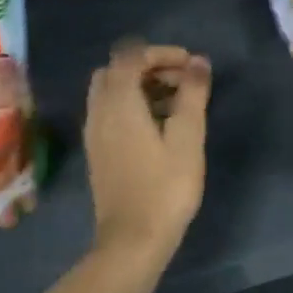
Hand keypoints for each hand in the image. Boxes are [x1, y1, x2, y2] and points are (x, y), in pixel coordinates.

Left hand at [83, 42, 210, 269]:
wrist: (132, 240)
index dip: (161, 52)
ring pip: (111, 91)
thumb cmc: (164, 187)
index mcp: (118, 101)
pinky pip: (109, 112)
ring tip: (176, 104)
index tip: (190, 65)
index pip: (130, 55)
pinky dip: (131, 105)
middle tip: (181, 82)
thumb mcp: (187, 138)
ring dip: (140, 86)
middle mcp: (99, 110)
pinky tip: (158, 127)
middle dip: (149, 67)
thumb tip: (198, 62)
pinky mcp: (97, 151)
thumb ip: (192, 94)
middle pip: (116, 70)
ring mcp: (94, 132)